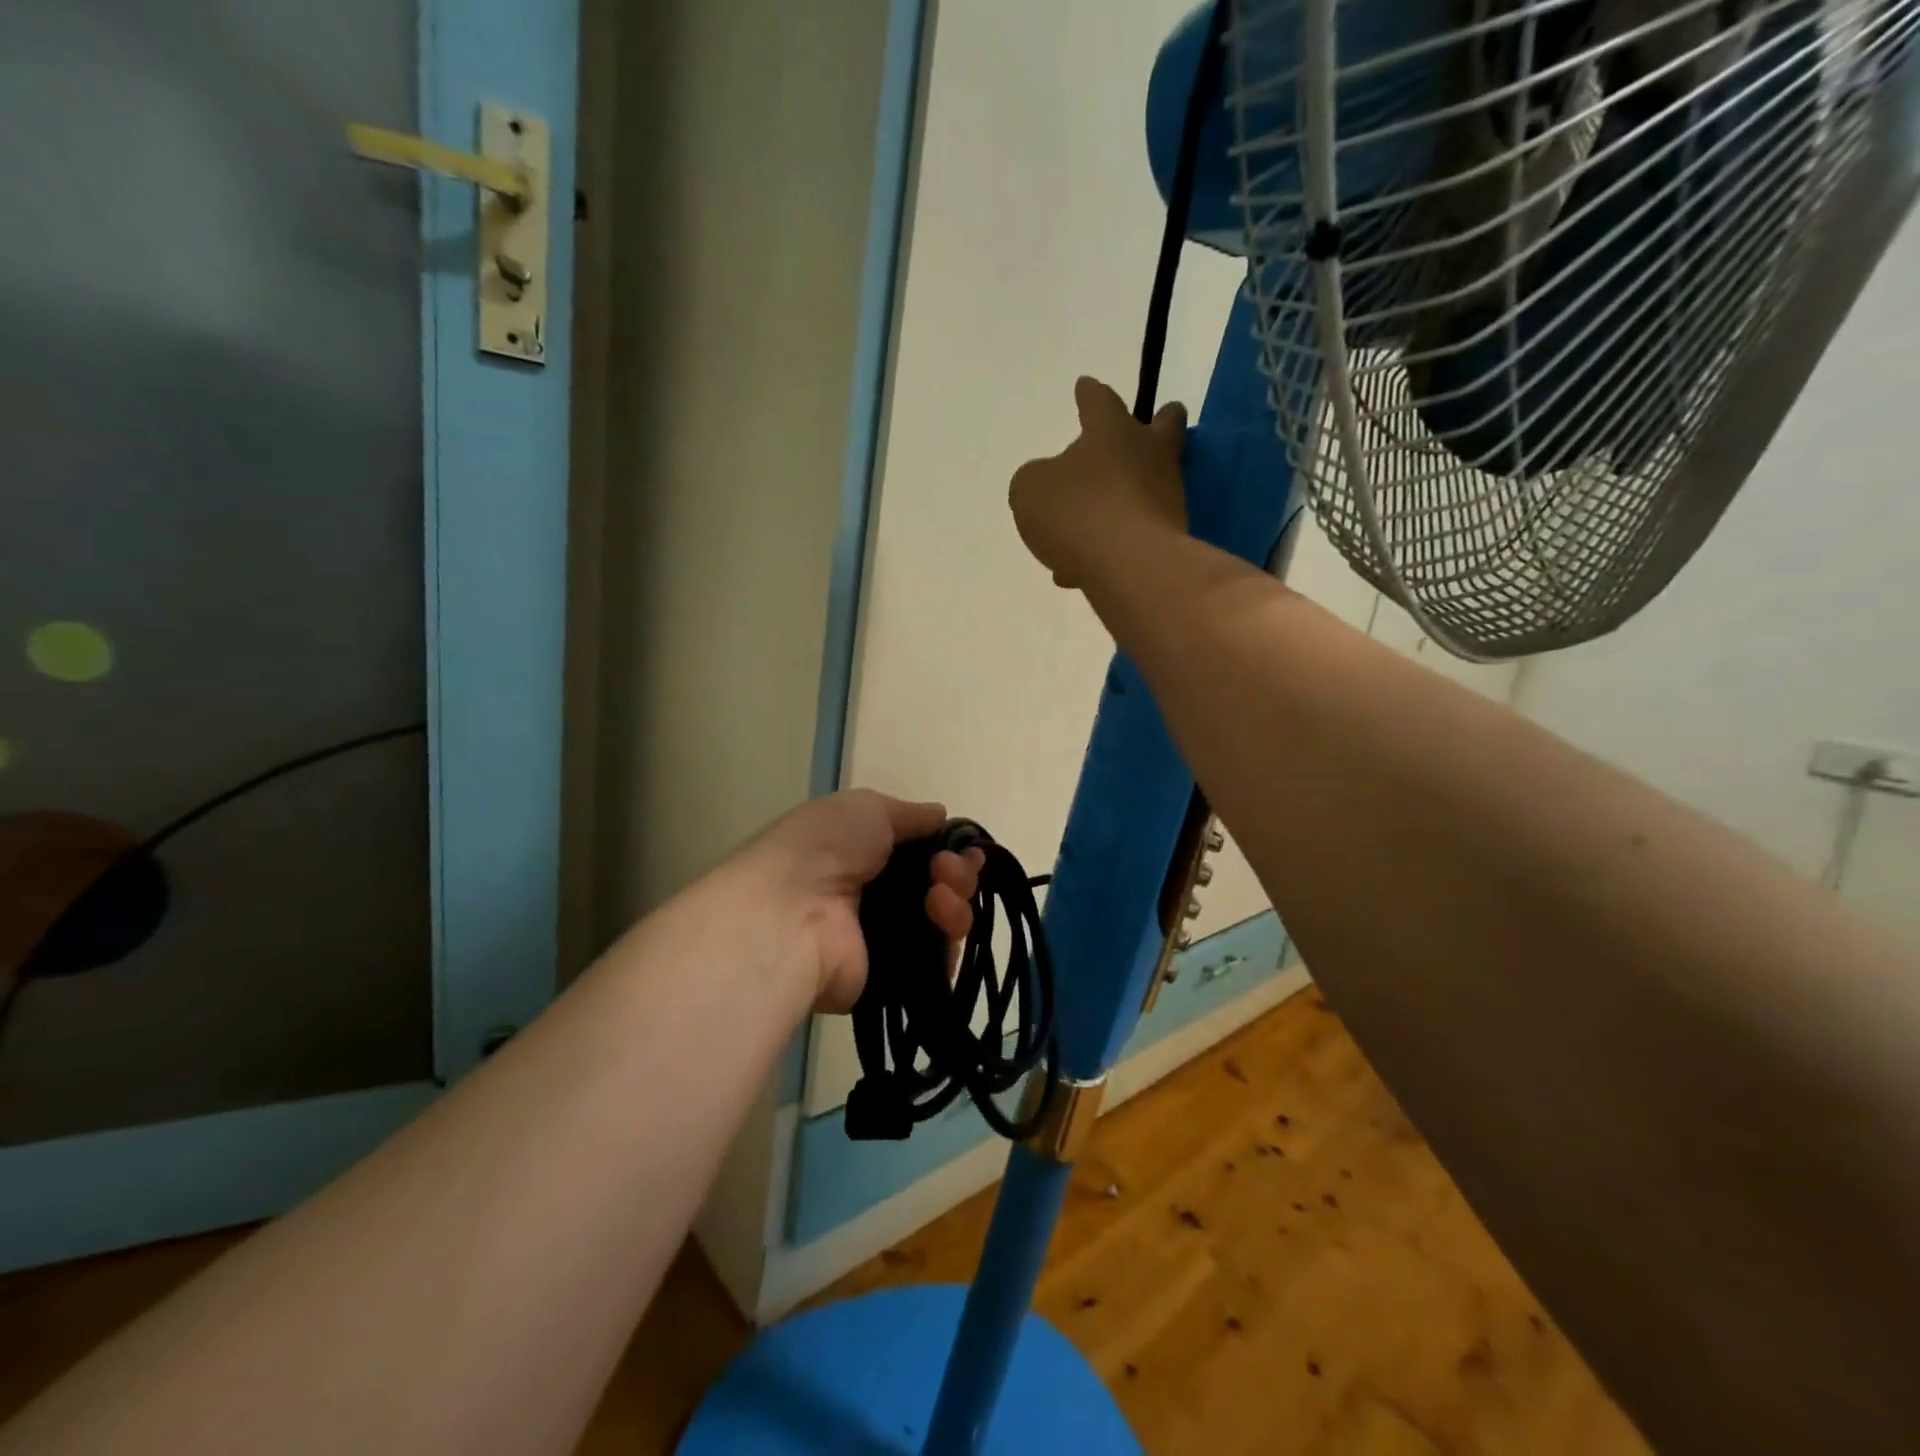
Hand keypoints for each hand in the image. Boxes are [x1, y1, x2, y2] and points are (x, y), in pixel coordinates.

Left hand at [734, 790, 981, 1013]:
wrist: (790, 915)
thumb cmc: (824, 849)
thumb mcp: (866, 808)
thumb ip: (909, 814)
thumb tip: (940, 815)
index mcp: (866, 853)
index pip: (923, 852)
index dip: (949, 847)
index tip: (963, 846)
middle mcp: (877, 895)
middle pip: (940, 885)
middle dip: (957, 870)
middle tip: (945, 869)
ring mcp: (887, 938)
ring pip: (947, 919)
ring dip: (956, 897)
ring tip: (940, 893)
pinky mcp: (896, 977)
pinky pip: (942, 959)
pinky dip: (950, 934)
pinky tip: (939, 914)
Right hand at [1009, 376, 1187, 588]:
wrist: (1130, 567)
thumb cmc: (1076, 513)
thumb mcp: (1030, 489)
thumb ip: (1036, 479)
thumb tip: (1050, 485)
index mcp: (1112, 431)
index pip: (1100, 400)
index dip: (1089, 394)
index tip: (1085, 386)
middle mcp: (1147, 457)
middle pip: (1162, 429)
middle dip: (1159, 423)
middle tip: (1157, 421)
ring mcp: (1164, 498)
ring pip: (1142, 490)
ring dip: (1116, 504)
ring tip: (1074, 536)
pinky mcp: (1170, 538)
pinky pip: (1133, 535)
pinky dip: (1109, 546)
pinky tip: (1075, 572)